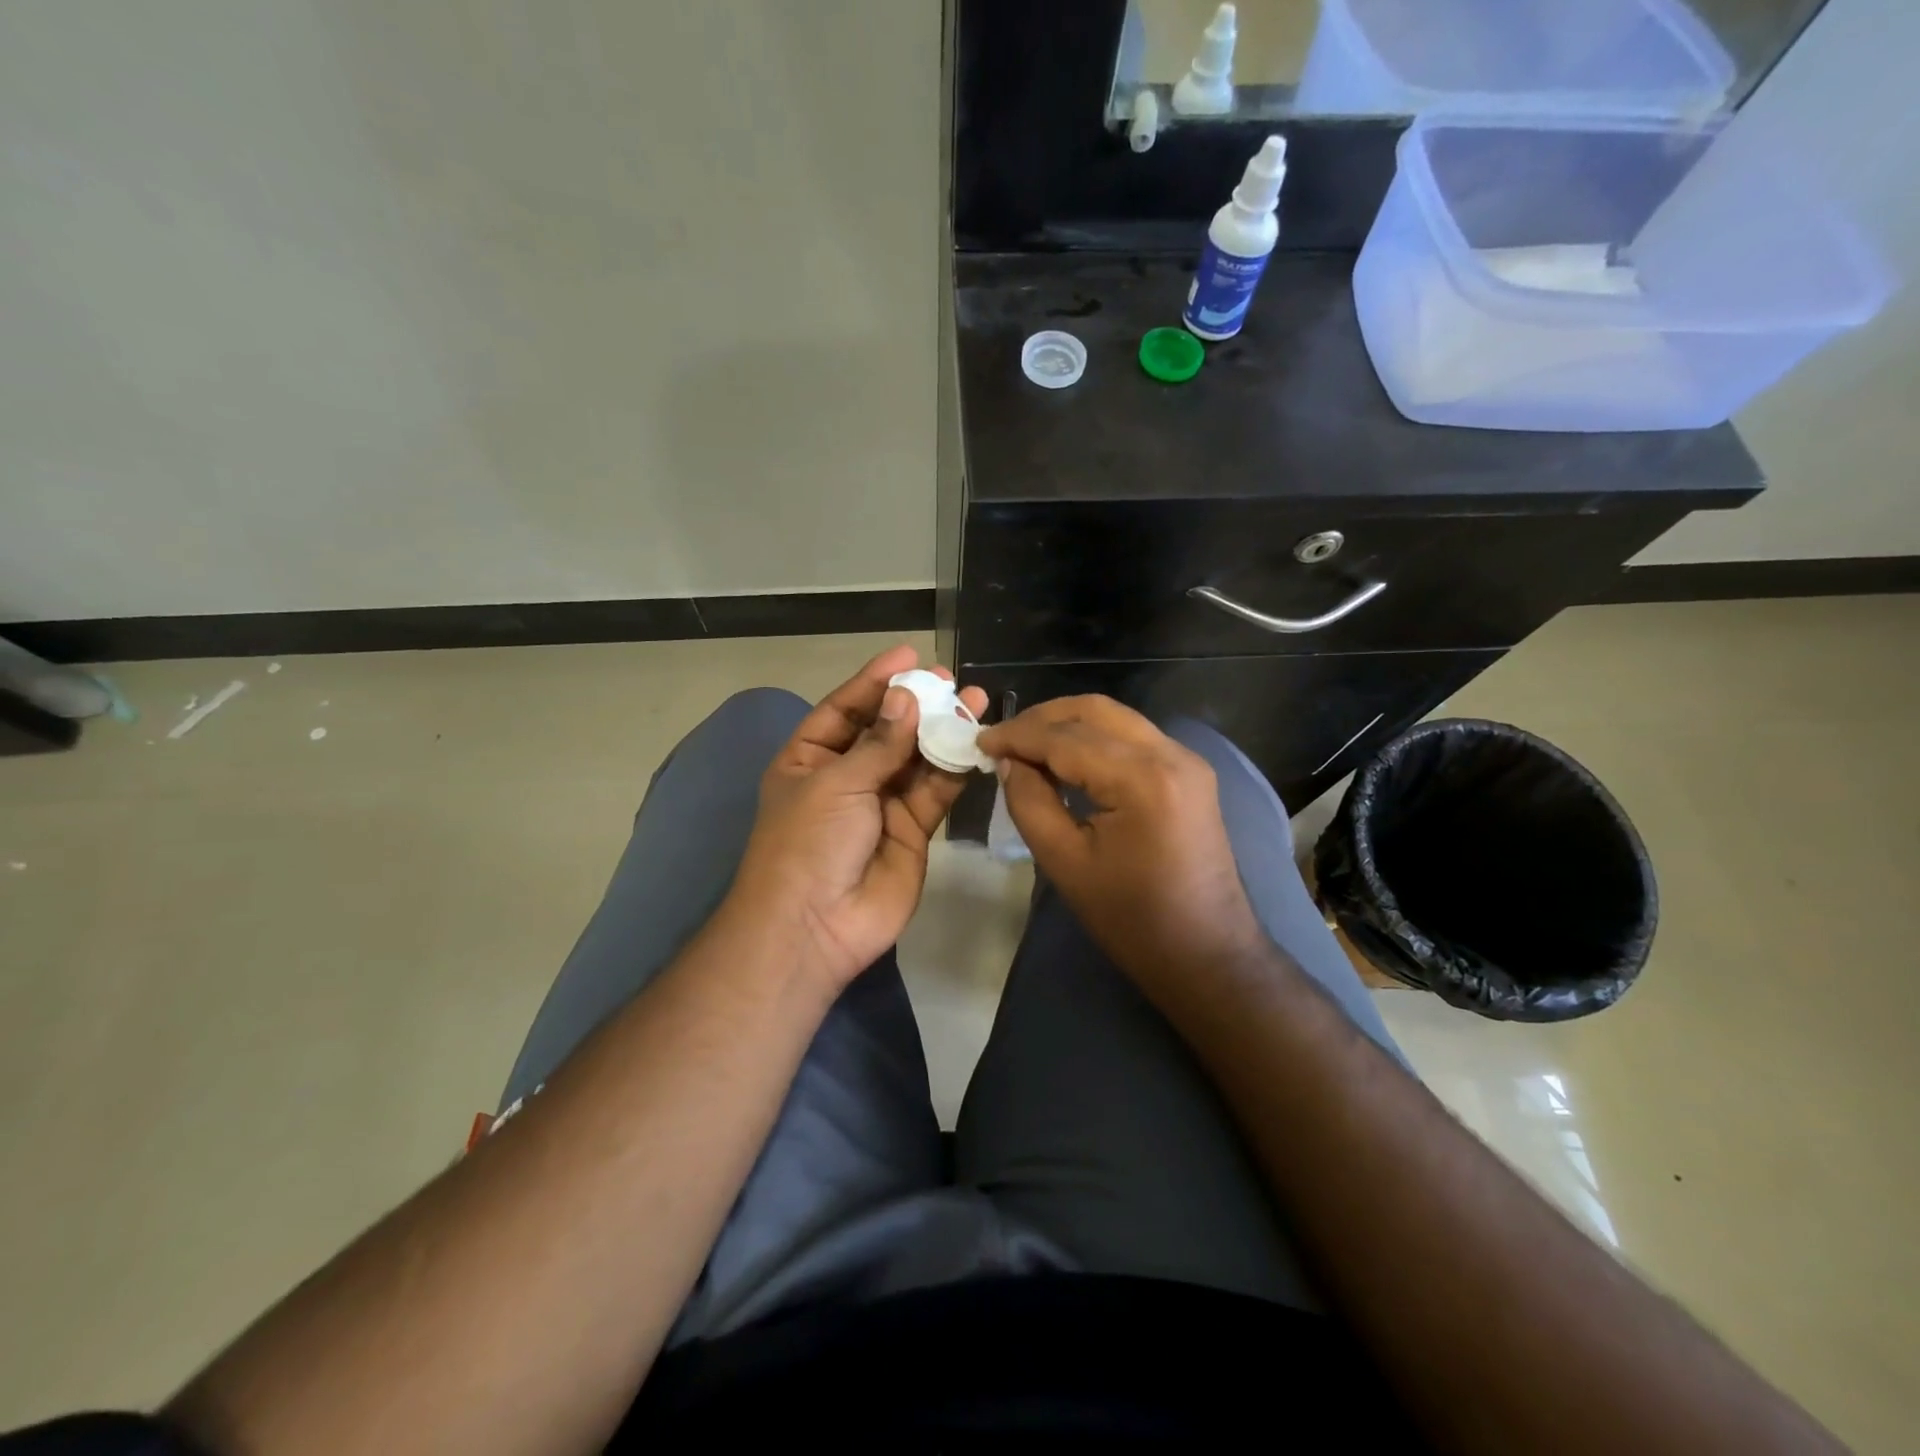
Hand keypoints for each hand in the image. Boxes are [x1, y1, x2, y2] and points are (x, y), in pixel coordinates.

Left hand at [727, 645, 986, 990]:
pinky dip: (954, 767)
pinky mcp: (913, 830)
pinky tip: (976, 740)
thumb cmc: (807, 843)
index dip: (875, 681)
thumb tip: (907, 697)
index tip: (908, 654)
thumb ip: (879, 743)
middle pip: (886, 730)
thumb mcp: (836, 783)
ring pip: (917, 758)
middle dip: (915, 704)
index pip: (844, 709)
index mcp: (809, 760)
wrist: (815, 926)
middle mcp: (846, 777)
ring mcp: (881, 804)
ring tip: (974, 700)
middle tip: (948, 679)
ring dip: (942, 731)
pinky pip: (935, 790)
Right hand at [977, 696, 1266, 995]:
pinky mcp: (1190, 773)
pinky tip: (1066, 758)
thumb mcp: (1066, 863)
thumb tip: (1009, 762)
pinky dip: (1095, 738)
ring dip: (1068, 724)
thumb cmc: (1132, 920)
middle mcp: (1170, 754)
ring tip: (1027, 747)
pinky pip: (1133, 737)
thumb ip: (1030, 802)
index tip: (980, 742)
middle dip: (1042, 719)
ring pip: (1115, 718)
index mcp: (1142, 779)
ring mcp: (1186, 760)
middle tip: (1002, 740)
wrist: (1207, 954)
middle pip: (1094, 711)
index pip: (1066, 738)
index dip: (1017, 736)